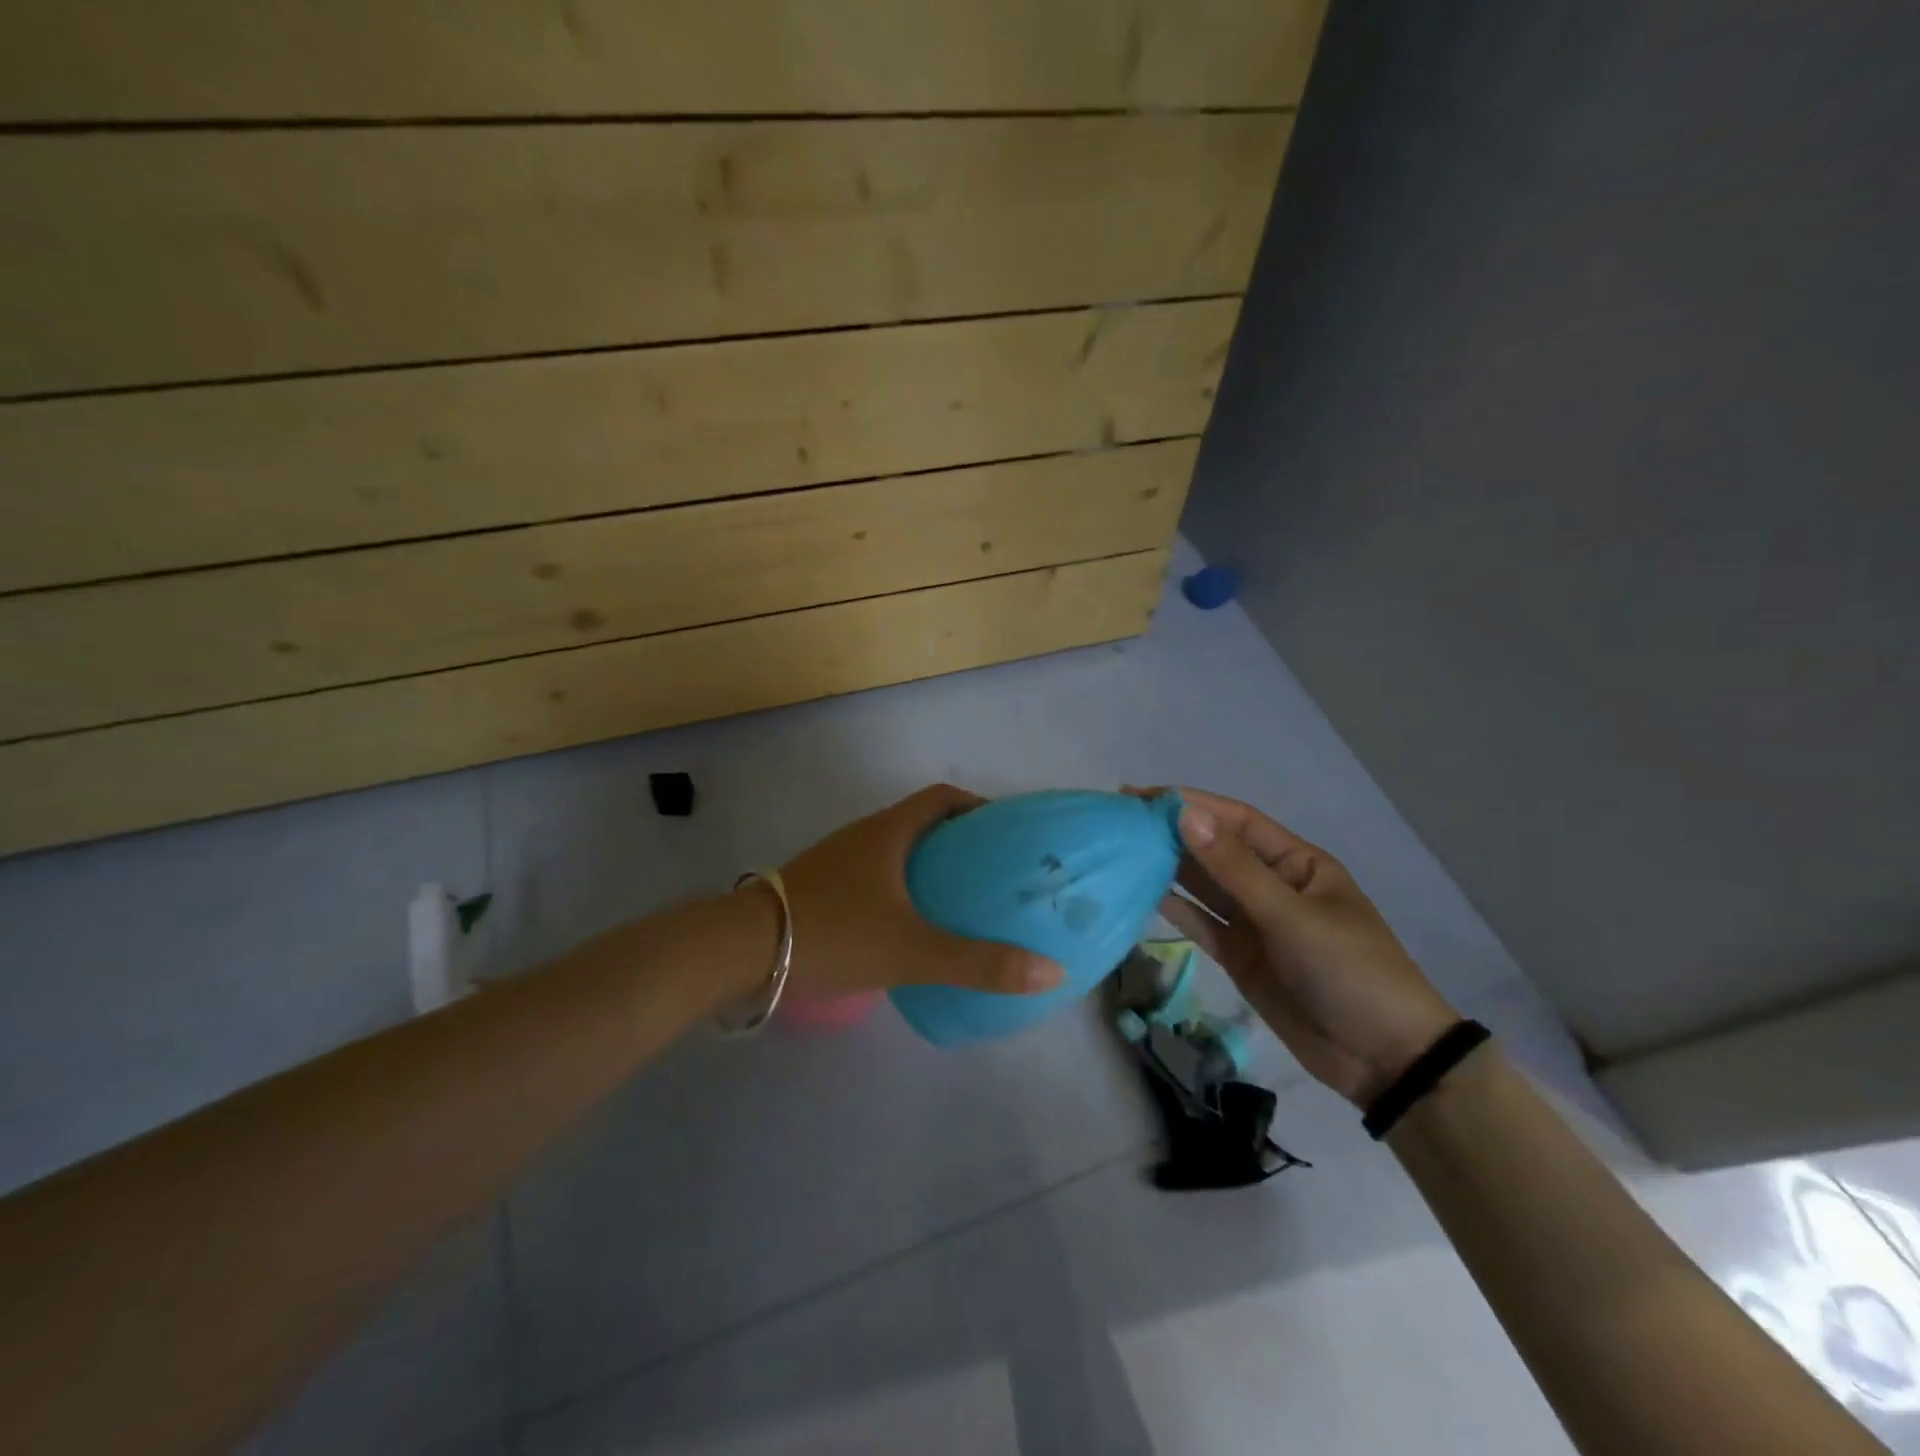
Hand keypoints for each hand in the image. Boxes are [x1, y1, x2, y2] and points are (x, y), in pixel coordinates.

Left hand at [777, 784, 1064, 1000]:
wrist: (742, 949)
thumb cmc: (833, 933)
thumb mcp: (912, 951)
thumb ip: (980, 963)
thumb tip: (1052, 971)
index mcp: (890, 832)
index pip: (943, 798)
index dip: (979, 807)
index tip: (1008, 834)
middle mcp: (865, 836)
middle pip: (923, 823)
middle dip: (961, 842)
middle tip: (995, 875)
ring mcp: (840, 861)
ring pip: (898, 852)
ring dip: (931, 868)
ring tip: (964, 902)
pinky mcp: (824, 888)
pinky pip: (877, 877)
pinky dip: (903, 890)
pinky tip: (913, 927)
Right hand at [1131, 786, 1457, 1106]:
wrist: (1383, 1059)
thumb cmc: (1350, 971)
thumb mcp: (1292, 915)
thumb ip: (1234, 869)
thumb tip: (1185, 815)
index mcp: (1297, 863)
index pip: (1236, 821)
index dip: (1192, 804)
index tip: (1143, 795)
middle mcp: (1272, 885)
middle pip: (1215, 850)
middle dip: (1173, 833)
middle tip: (1120, 820)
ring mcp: (1254, 923)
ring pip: (1204, 886)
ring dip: (1168, 867)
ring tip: (1123, 850)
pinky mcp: (1240, 956)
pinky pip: (1202, 924)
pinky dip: (1175, 909)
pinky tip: (1143, 892)